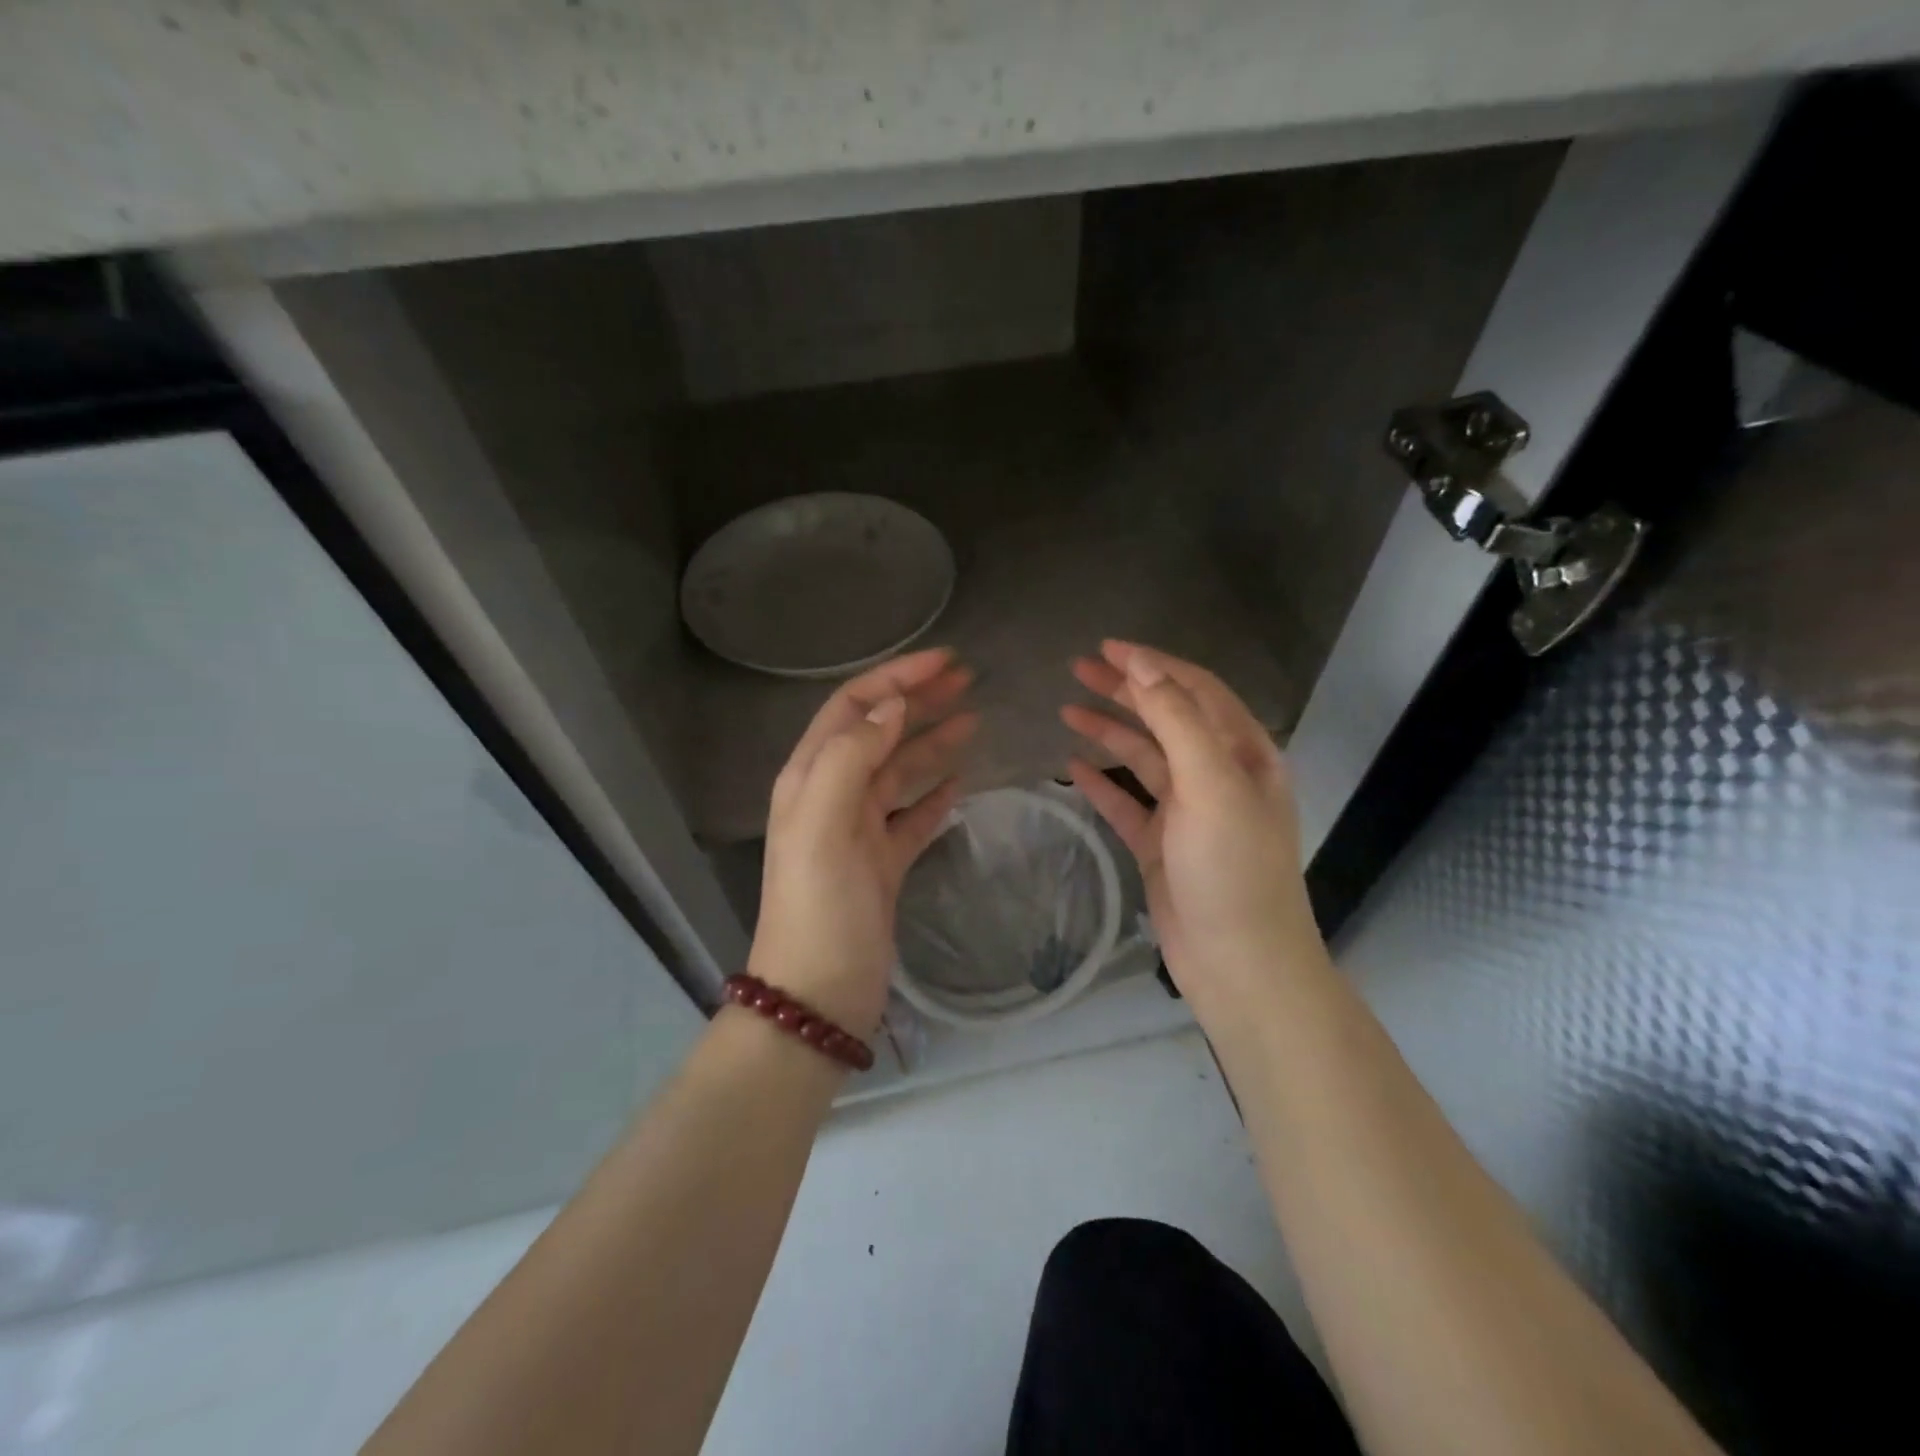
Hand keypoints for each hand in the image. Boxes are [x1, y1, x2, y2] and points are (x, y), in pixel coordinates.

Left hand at [750, 648, 977, 1037]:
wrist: (819, 993)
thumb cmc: (820, 904)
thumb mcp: (823, 821)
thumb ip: (851, 756)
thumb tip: (892, 707)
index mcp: (811, 777)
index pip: (854, 707)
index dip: (896, 678)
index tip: (946, 660)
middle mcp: (833, 795)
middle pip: (880, 732)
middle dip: (919, 701)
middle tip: (968, 680)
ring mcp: (859, 831)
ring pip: (901, 771)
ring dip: (933, 742)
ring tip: (974, 720)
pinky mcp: (883, 864)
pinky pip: (913, 816)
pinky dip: (935, 794)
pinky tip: (960, 782)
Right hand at [1060, 640, 1322, 1018]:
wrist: (1239, 962)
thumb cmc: (1231, 866)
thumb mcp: (1210, 782)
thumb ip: (1176, 719)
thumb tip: (1143, 664)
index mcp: (1243, 753)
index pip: (1195, 690)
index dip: (1152, 664)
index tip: (1107, 647)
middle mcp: (1218, 775)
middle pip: (1166, 718)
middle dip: (1125, 690)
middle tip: (1078, 668)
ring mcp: (1188, 812)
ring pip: (1143, 758)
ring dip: (1109, 731)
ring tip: (1066, 709)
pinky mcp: (1162, 845)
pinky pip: (1126, 803)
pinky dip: (1101, 782)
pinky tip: (1072, 766)